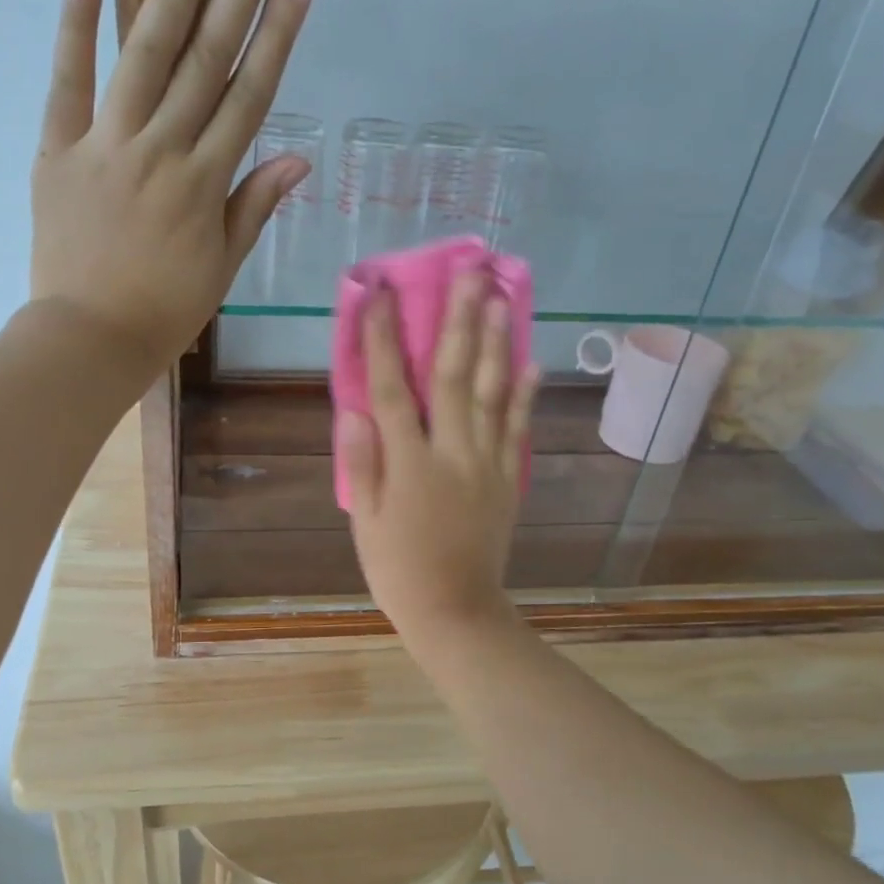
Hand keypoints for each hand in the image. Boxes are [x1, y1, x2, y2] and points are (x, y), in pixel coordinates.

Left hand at [29, 0, 315, 377]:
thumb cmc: (164, 313)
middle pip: (207, 59)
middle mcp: (161, 151)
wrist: (90, 339)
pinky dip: (75, 21)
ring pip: (146, 54)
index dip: (278, 33)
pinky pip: (66, 79)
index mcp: (205, 184)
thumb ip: (253, 208)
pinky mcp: (58, 149)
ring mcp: (106, 145)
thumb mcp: (222, 269)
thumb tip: (296, 160)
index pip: (250, 95)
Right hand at [338, 269, 540, 645]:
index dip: (385, 341)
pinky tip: (530, 361)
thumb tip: (353, 411)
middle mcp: (452, 453)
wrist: (456, 611)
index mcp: (409, 464)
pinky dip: (524, 394)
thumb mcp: (366, 523)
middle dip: (459, 321)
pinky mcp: (507, 479)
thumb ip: (362, 465)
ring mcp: (487, 463)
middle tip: (469, 272)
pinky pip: (518, 428)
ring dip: (497, 343)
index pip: (392, 391)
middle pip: (455, 377)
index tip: (381, 295)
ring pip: (493, 393)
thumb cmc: (399, 570)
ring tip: (501, 298)